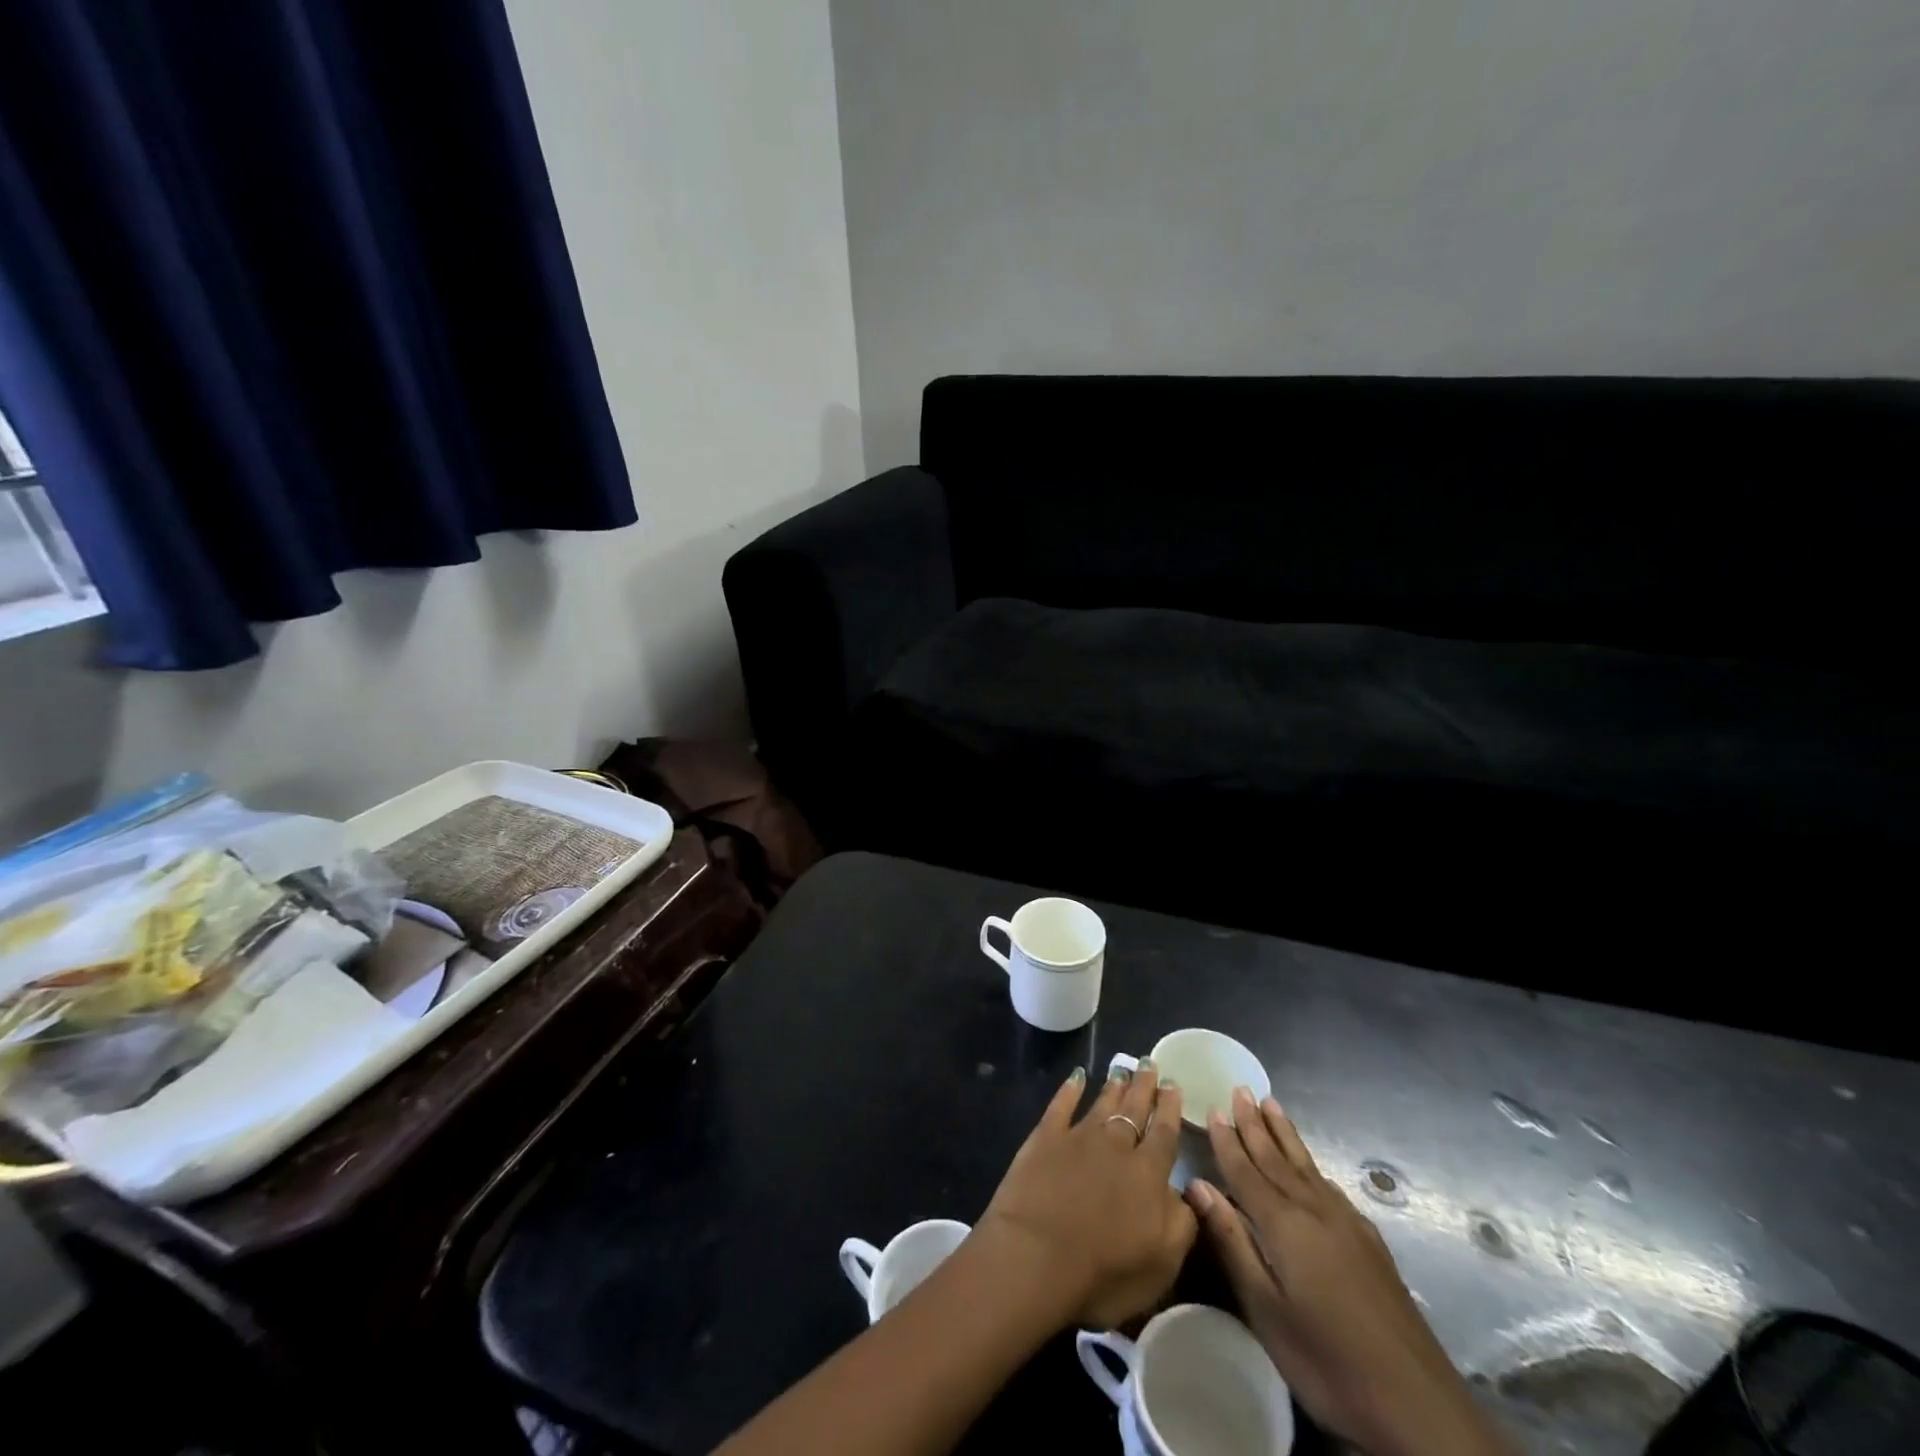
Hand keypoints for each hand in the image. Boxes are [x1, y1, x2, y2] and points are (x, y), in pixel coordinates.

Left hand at [975, 1062, 1197, 1329]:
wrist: (1035, 1256)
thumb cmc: (1104, 1273)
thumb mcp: (1162, 1263)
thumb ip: (1182, 1222)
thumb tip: (1188, 1191)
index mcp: (1149, 1175)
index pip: (1165, 1134)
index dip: (1170, 1110)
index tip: (1174, 1085)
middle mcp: (1117, 1146)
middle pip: (1135, 1109)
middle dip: (1145, 1087)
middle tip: (1151, 1064)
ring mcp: (1079, 1137)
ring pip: (1102, 1103)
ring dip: (1114, 1086)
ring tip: (1123, 1069)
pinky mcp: (1045, 1137)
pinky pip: (1061, 1105)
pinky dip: (1070, 1089)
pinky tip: (1077, 1076)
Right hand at [1188, 1089, 1511, 1455]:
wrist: (1418, 1405)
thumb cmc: (1327, 1360)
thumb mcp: (1265, 1310)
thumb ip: (1232, 1242)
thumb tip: (1198, 1185)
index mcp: (1284, 1224)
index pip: (1246, 1170)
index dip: (1227, 1140)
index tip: (1212, 1107)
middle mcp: (1315, 1211)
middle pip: (1277, 1158)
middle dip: (1255, 1124)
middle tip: (1240, 1089)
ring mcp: (1347, 1225)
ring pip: (1306, 1166)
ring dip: (1284, 1134)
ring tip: (1271, 1104)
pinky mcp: (1370, 1243)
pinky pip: (1329, 1186)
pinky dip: (1312, 1166)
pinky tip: (1311, 1167)